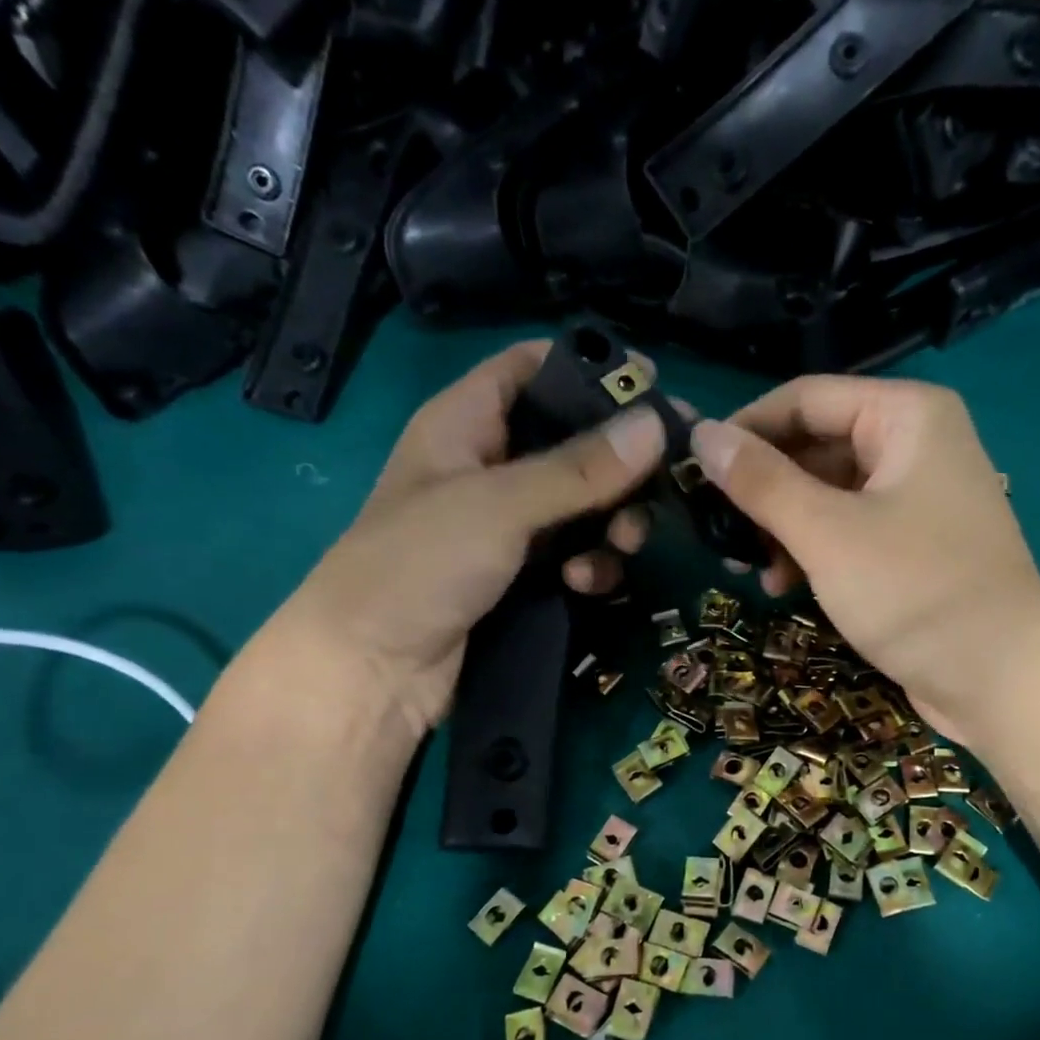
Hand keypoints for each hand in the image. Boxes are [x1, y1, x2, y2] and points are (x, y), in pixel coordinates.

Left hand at [266, 342, 666, 734]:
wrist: (374, 671)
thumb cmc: (419, 565)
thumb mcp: (499, 506)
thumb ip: (579, 469)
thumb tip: (657, 423)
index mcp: (466, 422)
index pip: (533, 368)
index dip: (590, 369)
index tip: (653, 386)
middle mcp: (492, 466)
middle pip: (574, 442)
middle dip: (620, 466)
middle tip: (665, 484)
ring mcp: (509, 525)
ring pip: (584, 505)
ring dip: (613, 524)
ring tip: (623, 545)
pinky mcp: (524, 574)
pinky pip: (577, 554)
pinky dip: (591, 565)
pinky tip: (585, 585)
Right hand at [691, 376, 1039, 745]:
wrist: (999, 680)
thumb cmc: (915, 593)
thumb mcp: (827, 534)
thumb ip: (761, 482)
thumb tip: (701, 435)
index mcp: (907, 416)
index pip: (805, 399)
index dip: (745, 430)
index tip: (692, 470)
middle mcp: (916, 444)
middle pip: (815, 447)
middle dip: (764, 490)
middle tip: (717, 531)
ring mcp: (917, 498)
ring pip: (828, 494)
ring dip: (783, 528)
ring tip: (747, 568)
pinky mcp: (913, 546)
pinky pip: (849, 530)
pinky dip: (813, 551)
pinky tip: (781, 585)